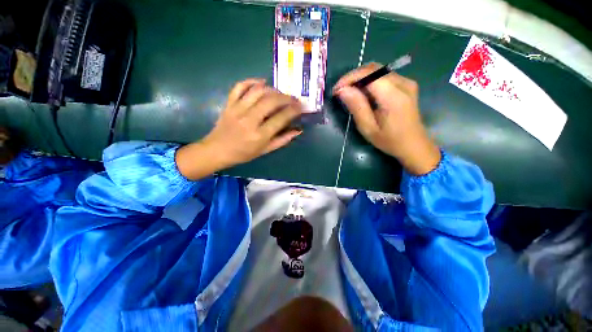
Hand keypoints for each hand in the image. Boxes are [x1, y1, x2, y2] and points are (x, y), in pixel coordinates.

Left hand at [176, 79, 302, 179]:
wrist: (217, 150)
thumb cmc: (243, 154)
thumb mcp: (265, 150)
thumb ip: (282, 140)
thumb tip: (298, 130)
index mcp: (259, 135)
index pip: (281, 118)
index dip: (294, 110)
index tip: (301, 106)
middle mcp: (249, 120)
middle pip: (271, 101)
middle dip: (286, 97)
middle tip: (294, 98)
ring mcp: (237, 110)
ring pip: (258, 92)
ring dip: (273, 89)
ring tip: (280, 93)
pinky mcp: (229, 103)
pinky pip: (239, 87)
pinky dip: (251, 81)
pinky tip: (261, 82)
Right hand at [333, 63, 440, 174]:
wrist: (413, 145)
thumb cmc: (389, 140)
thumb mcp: (368, 128)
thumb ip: (356, 107)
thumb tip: (342, 90)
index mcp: (393, 96)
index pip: (368, 74)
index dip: (349, 78)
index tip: (336, 90)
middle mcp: (402, 83)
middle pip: (373, 68)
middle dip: (353, 77)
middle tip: (340, 91)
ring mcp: (406, 82)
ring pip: (378, 70)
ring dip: (360, 78)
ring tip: (349, 92)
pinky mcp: (406, 84)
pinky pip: (384, 75)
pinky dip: (369, 80)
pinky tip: (363, 92)